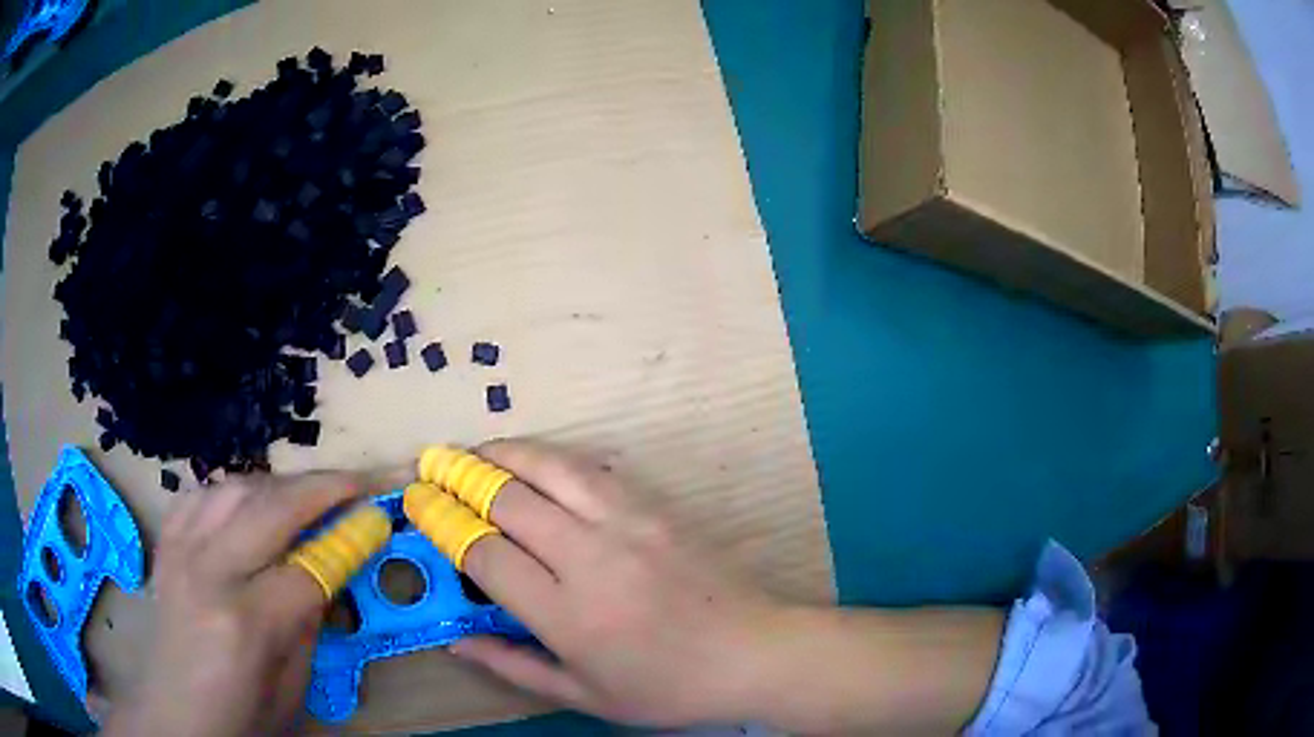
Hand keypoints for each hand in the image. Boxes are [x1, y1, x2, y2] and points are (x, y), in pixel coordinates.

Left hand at [103, 471, 378, 736]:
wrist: (176, 712)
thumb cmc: (242, 714)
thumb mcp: (292, 686)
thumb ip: (308, 621)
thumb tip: (332, 566)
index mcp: (245, 623)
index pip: (307, 568)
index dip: (347, 541)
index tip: (377, 518)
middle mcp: (208, 572)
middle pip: (271, 509)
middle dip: (320, 488)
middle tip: (355, 481)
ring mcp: (180, 550)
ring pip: (234, 488)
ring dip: (278, 485)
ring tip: (306, 494)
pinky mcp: (166, 544)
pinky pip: (201, 495)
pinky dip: (232, 491)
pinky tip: (249, 504)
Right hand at [445, 439, 788, 726]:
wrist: (751, 652)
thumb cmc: (667, 686)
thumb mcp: (584, 694)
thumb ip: (513, 665)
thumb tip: (455, 638)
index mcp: (568, 614)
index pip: (486, 554)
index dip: (443, 524)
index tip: (418, 505)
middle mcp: (590, 558)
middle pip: (509, 500)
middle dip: (460, 478)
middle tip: (431, 466)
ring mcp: (628, 524)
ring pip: (550, 470)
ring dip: (503, 454)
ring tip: (473, 451)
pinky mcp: (657, 508)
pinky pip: (593, 471)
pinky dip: (552, 459)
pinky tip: (536, 462)